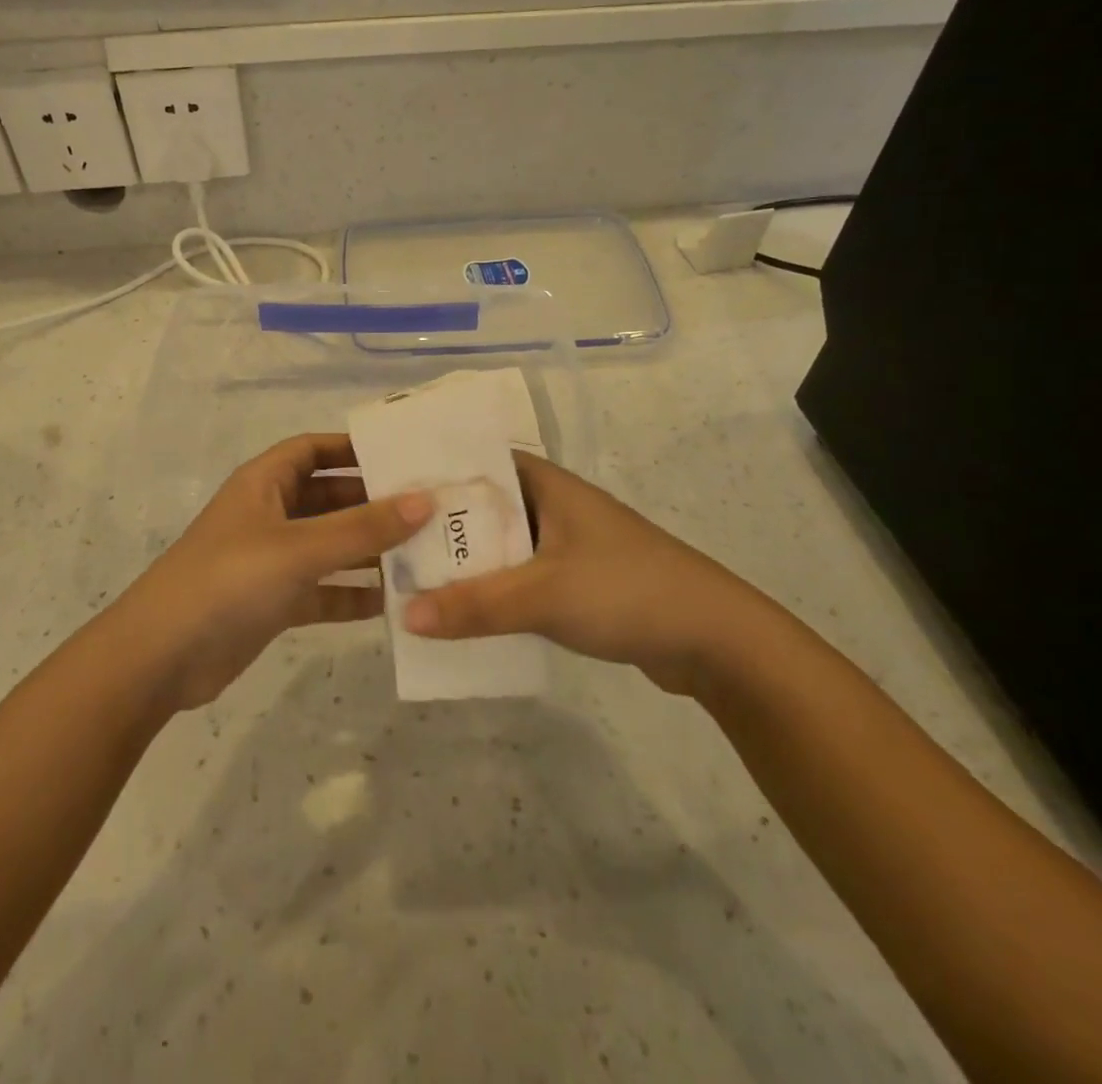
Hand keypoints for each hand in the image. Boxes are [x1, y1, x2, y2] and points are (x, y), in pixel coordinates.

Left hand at [111, 434, 432, 711]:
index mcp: (264, 483)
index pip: (313, 449)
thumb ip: (362, 527)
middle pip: (328, 498)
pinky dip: (350, 594)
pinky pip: (322, 590)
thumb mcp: (299, 548)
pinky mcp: (273, 602)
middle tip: (428, 510)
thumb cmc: (229, 581)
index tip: (401, 457)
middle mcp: (268, 515)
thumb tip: (424, 500)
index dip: (352, 448)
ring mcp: (270, 561)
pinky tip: (390, 603)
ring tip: (423, 554)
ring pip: (329, 546)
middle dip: (372, 503)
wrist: (161, 658)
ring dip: (368, 551)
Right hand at [402, 453, 770, 693]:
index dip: (435, 472)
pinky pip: (519, 579)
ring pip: (501, 547)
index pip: (477, 462)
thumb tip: (405, 615)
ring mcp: (566, 546)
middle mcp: (553, 507)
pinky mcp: (576, 582)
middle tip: (388, 545)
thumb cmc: (626, 591)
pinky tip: (461, 614)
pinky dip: (492, 592)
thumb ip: (475, 605)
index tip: (388, 490)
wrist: (714, 640)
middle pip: (483, 508)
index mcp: (546, 485)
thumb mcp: (543, 594)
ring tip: (412, 581)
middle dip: (441, 528)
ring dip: (466, 565)